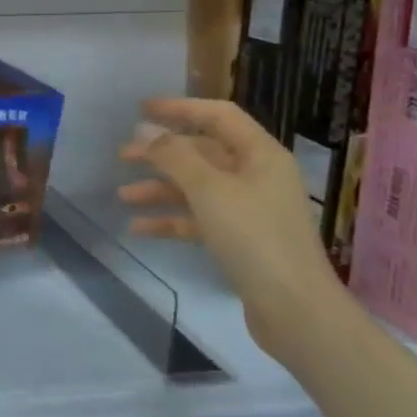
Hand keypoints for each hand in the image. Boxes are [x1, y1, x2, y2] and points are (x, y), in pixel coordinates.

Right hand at [118, 97, 346, 359]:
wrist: (294, 308)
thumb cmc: (254, 237)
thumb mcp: (209, 190)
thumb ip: (174, 156)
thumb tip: (146, 130)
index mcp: (260, 154)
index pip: (218, 116)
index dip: (180, 108)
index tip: (141, 109)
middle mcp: (256, 176)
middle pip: (203, 152)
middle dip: (161, 153)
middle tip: (122, 155)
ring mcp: (249, 210)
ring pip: (197, 188)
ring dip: (160, 189)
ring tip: (123, 195)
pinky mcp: (240, 241)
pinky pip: (199, 220)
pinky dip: (170, 220)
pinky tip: (139, 228)